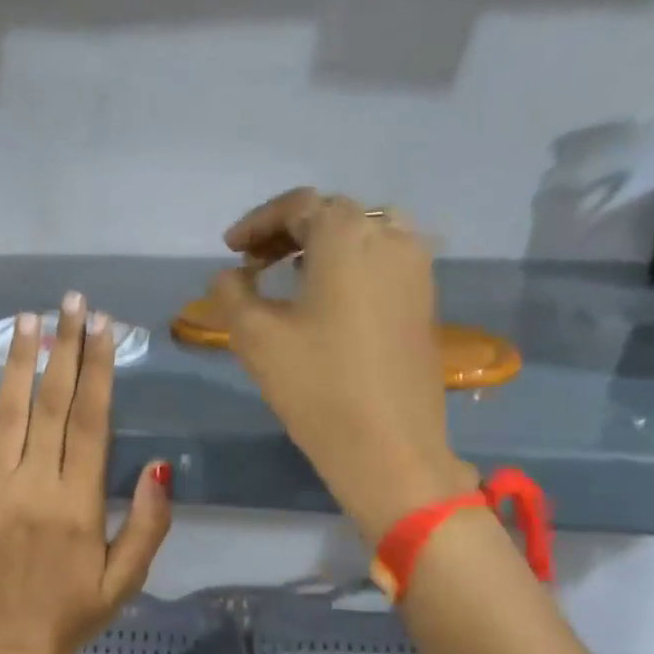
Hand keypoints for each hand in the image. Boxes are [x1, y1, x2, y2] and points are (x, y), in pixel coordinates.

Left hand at [0, 293, 172, 653]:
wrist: (9, 646)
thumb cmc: (75, 611)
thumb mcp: (128, 576)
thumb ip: (149, 521)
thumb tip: (161, 464)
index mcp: (80, 502)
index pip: (90, 420)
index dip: (98, 369)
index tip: (102, 326)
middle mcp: (36, 486)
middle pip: (50, 404)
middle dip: (63, 348)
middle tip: (70, 302)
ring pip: (6, 413)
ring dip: (16, 362)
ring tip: (27, 319)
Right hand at [212, 189, 473, 541]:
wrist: (390, 447)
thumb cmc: (317, 385)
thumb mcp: (256, 337)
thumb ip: (233, 294)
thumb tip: (228, 276)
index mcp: (349, 236)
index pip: (298, 206)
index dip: (258, 223)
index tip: (230, 249)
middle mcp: (391, 238)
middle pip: (334, 214)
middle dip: (288, 231)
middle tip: (254, 262)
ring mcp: (416, 269)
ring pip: (364, 234)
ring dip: (322, 246)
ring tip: (289, 276)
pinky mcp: (425, 300)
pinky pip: (383, 261)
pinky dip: (350, 264)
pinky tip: (325, 298)